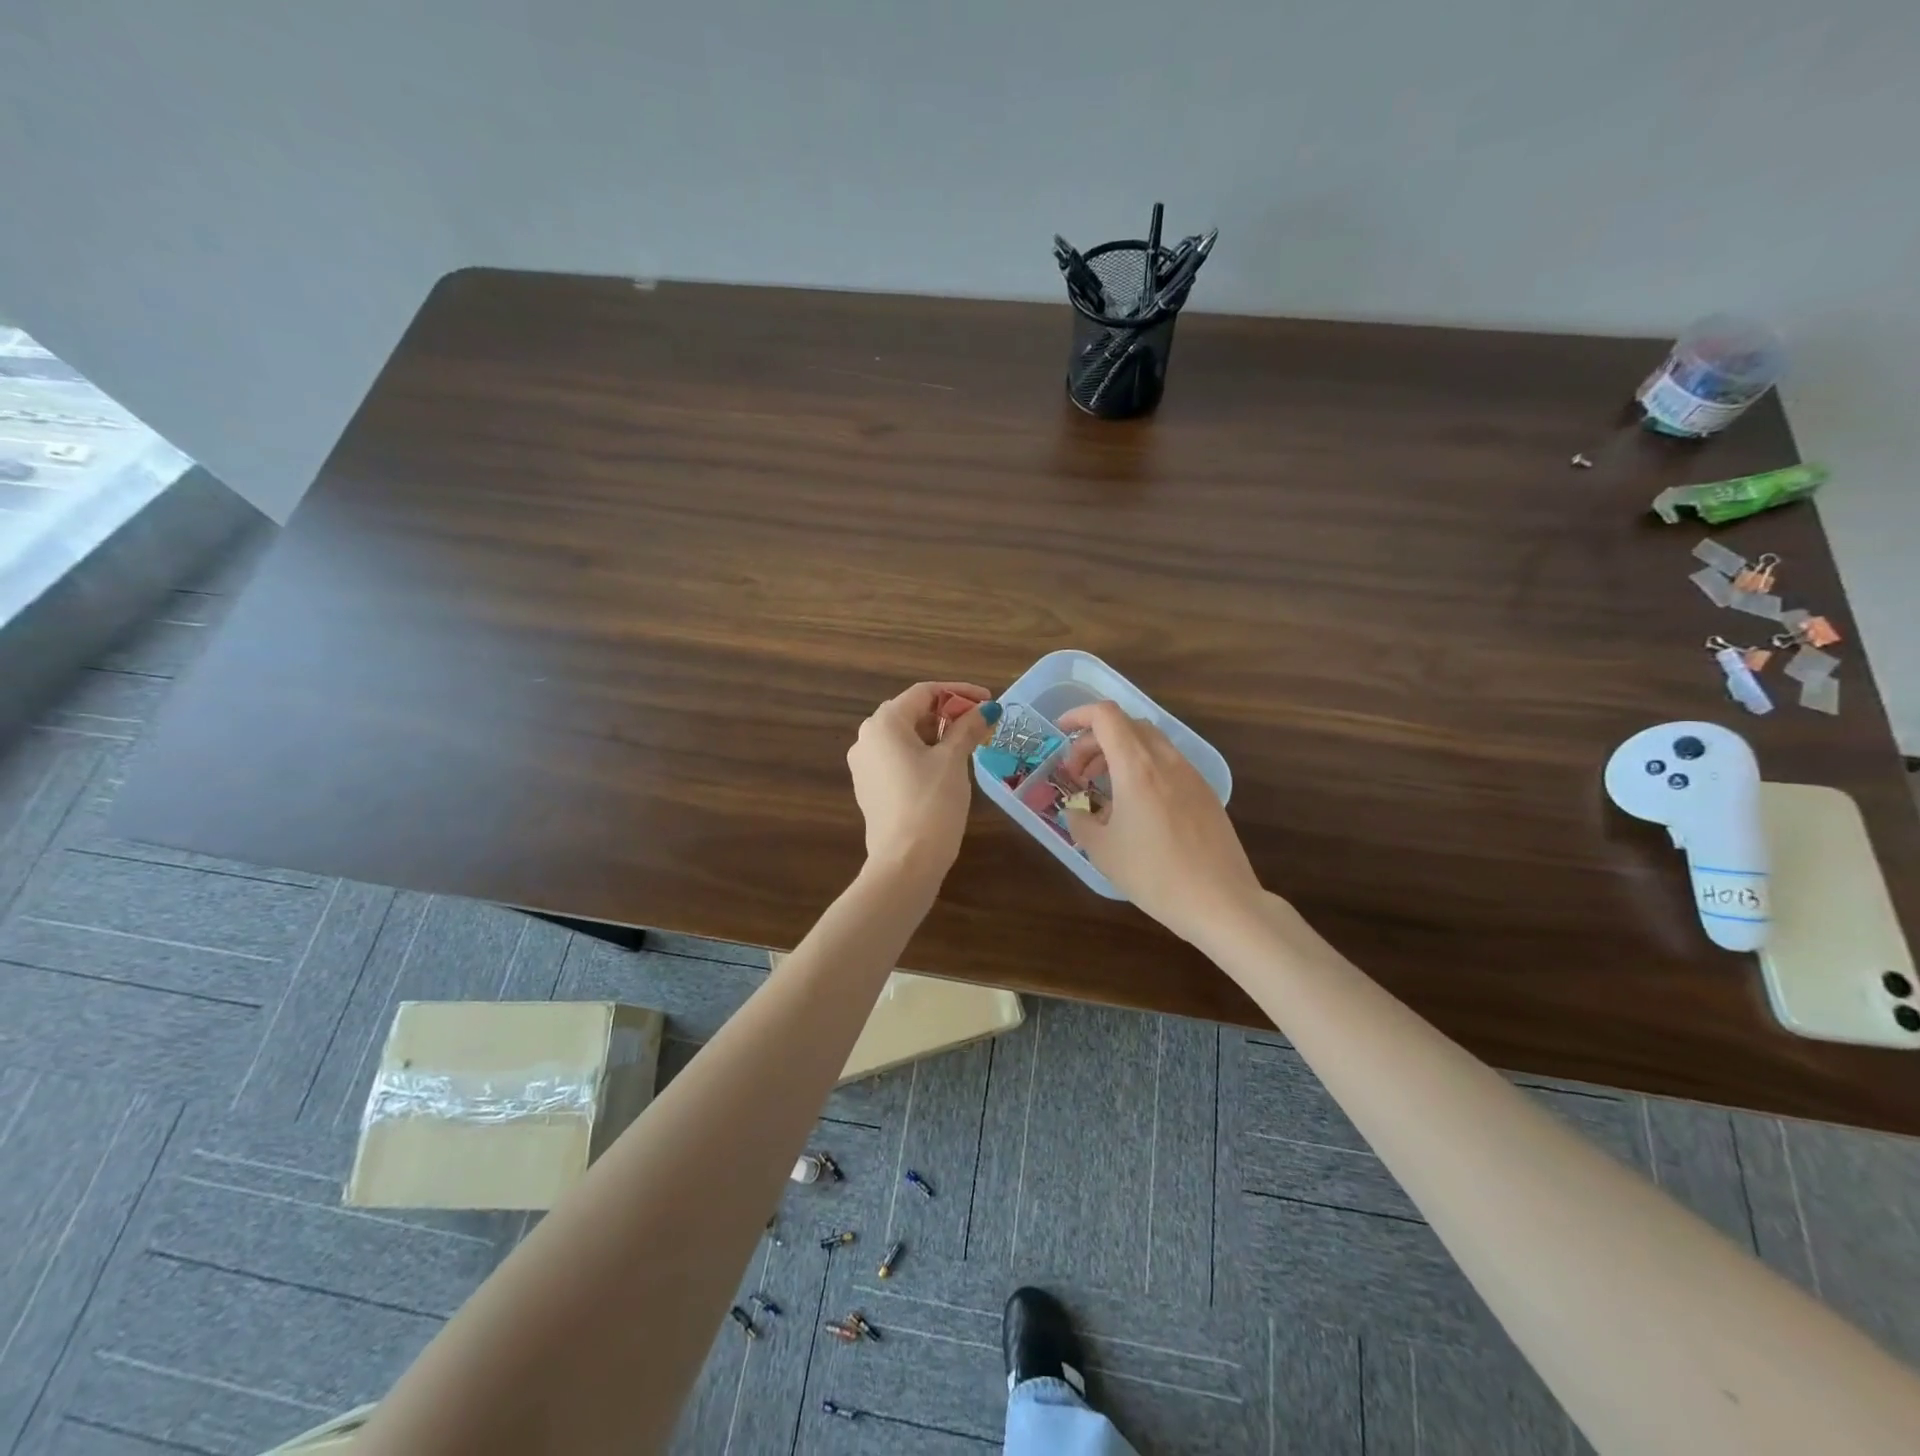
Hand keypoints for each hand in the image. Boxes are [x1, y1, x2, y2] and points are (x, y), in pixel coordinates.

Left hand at [848, 681, 999, 879]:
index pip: (924, 693)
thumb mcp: (953, 761)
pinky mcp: (870, 788)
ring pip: (905, 737)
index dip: (959, 693)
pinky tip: (946, 767)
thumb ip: (968, 729)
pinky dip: (922, 754)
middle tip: (981, 724)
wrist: (905, 861)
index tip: (988, 702)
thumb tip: (987, 709)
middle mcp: (867, 738)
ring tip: (969, 745)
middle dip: (948, 714)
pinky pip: (897, 759)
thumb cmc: (931, 802)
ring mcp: (864, 765)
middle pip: (912, 712)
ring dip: (937, 734)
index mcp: (884, 723)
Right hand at [1056, 701, 1263, 947]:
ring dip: (1120, 753)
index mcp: (1136, 767)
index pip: (1106, 716)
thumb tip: (1077, 810)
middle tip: (1078, 773)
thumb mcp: (1102, 851)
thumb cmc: (1154, 874)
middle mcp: (1165, 760)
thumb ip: (1080, 821)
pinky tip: (1137, 806)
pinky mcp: (1205, 793)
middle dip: (1095, 739)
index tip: (1060, 733)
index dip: (1078, 715)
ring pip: (1150, 742)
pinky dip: (1143, 768)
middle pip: (1127, 725)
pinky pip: (1168, 763)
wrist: (1221, 901)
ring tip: (1105, 788)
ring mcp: (1190, 774)